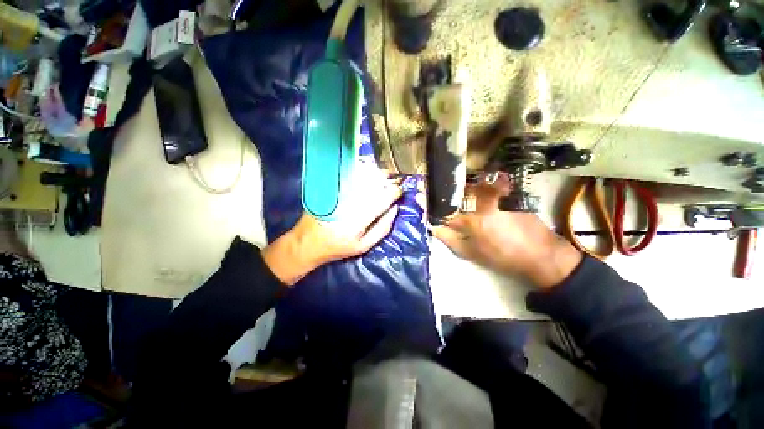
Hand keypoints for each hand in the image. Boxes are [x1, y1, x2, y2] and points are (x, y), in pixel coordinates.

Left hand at [262, 172, 402, 285]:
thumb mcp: (363, 246)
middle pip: (372, 184)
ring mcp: (338, 194)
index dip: (394, 192)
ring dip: (375, 173)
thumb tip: (395, 209)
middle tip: (394, 179)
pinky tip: (367, 173)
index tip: (401, 189)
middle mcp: (349, 203)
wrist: (307, 242)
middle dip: (386, 179)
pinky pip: (349, 177)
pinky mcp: (330, 189)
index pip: (382, 200)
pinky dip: (361, 173)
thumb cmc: (338, 248)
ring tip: (384, 174)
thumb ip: (382, 228)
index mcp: (359, 220)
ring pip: (361, 177)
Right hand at [432, 176, 581, 288]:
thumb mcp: (472, 254)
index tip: (421, 201)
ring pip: (470, 187)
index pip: (444, 211)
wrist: (541, 253)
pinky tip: (477, 190)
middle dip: (445, 195)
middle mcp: (482, 203)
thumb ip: (449, 239)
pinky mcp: (507, 192)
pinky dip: (478, 186)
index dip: (431, 207)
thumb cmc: (502, 257)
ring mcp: (496, 195)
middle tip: (438, 195)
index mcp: (471, 220)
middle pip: (455, 194)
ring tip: (456, 193)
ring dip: (460, 189)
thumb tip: (433, 228)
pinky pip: (487, 185)